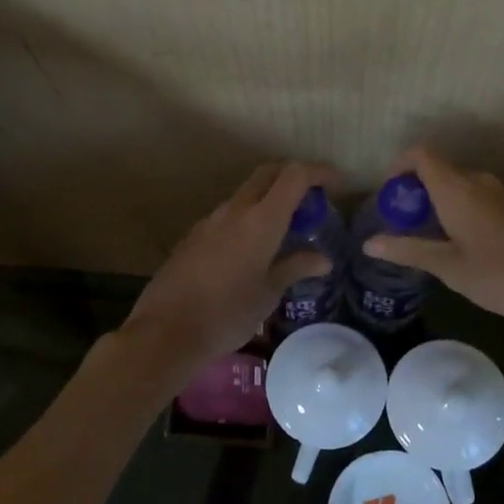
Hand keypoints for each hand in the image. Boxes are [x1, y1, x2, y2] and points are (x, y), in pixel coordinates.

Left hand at [116, 160, 337, 391]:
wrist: (166, 331)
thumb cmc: (227, 314)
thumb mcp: (268, 294)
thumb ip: (295, 267)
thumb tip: (323, 259)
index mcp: (261, 220)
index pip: (295, 176)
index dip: (319, 172)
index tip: (338, 185)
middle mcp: (235, 210)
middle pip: (268, 174)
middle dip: (294, 176)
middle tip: (313, 199)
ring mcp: (210, 220)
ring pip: (246, 193)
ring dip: (269, 198)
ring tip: (287, 228)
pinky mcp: (194, 235)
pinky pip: (229, 214)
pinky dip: (249, 217)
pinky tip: (253, 248)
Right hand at [360, 145, 503, 336]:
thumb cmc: (498, 275)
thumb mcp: (447, 266)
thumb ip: (407, 250)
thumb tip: (369, 244)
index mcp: (456, 188)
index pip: (421, 154)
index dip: (400, 166)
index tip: (390, 194)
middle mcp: (478, 181)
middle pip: (439, 169)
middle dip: (417, 190)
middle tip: (404, 223)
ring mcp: (502, 193)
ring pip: (461, 185)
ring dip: (440, 201)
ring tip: (430, 236)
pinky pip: (479, 197)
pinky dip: (462, 209)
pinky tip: (463, 243)